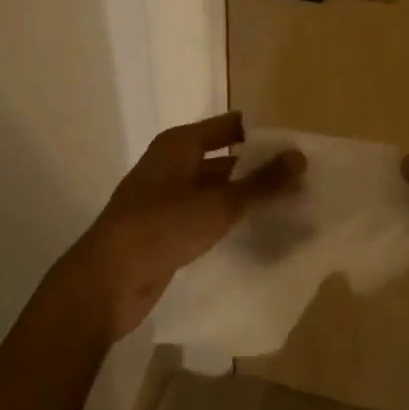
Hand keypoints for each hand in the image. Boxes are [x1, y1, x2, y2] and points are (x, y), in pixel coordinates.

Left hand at [59, 112, 304, 340]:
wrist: (106, 282)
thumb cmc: (161, 228)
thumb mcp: (217, 203)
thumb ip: (260, 182)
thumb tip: (299, 156)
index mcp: (178, 145)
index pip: (229, 126)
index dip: (262, 135)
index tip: (297, 148)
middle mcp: (171, 165)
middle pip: (224, 159)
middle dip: (259, 170)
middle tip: (302, 183)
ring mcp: (166, 199)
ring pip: (215, 191)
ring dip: (245, 198)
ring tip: (289, 209)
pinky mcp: (165, 231)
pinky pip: (205, 218)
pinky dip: (228, 221)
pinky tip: (256, 234)